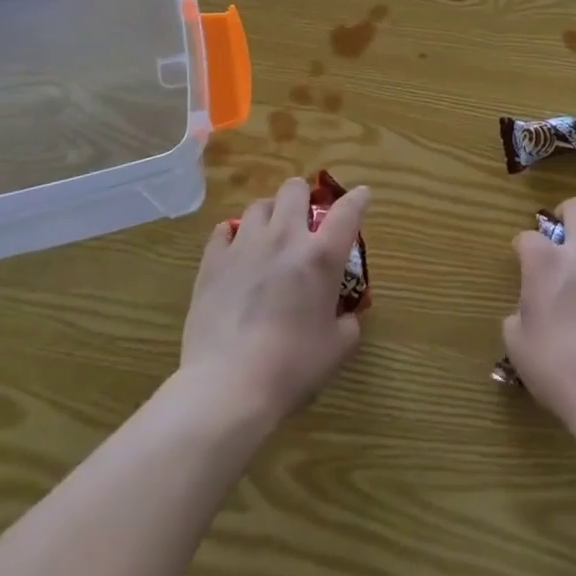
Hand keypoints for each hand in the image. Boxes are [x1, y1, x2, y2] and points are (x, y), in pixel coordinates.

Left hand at [179, 176, 371, 425]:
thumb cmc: (291, 369)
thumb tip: (346, 316)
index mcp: (321, 256)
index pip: (347, 211)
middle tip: (304, 221)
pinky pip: (224, 230)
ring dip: (270, 215)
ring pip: (259, 205)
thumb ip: (347, 324)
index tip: (361, 196)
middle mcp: (285, 237)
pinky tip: (235, 252)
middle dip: (303, 197)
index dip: (358, 199)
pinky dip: (233, 236)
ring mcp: (245, 245)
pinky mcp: (213, 260)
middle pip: (295, 189)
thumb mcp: (336, 350)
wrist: (228, 386)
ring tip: (269, 236)